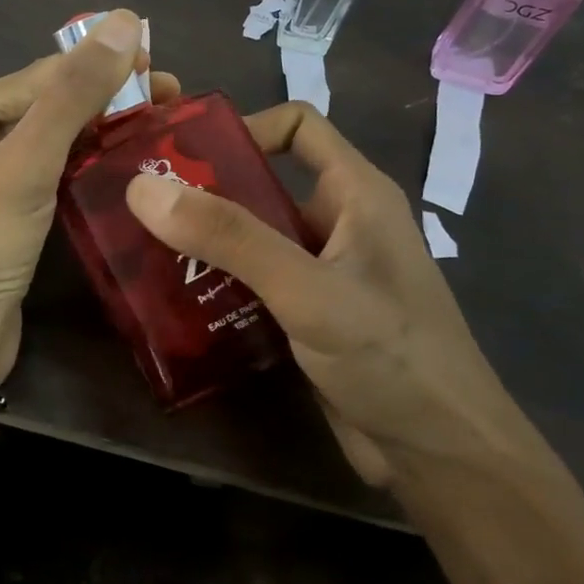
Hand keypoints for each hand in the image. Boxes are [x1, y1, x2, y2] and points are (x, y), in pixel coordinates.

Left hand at [0, 10, 177, 382]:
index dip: (102, 68)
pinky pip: (47, 168)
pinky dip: (85, 160)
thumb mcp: (24, 167)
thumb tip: (124, 20)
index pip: (37, 78)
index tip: (164, 67)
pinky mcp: (0, 205)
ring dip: (101, 128)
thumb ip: (73, 94)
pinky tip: (126, 156)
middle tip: (171, 99)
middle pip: (43, 103)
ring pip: (49, 136)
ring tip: (160, 123)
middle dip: (105, 98)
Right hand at [123, 101, 540, 489]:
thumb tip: (142, 189)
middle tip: (141, 207)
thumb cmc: (390, 357)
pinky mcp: (309, 316)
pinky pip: (254, 282)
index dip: (242, 128)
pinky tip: (177, 300)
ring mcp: (324, 272)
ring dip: (205, 243)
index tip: (183, 158)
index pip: (297, 125)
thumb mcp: (307, 289)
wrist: (442, 458)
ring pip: (253, 236)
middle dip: (204, 191)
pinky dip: (217, 283)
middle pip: (263, 183)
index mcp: (355, 193)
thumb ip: (230, 237)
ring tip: (145, 252)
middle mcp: (339, 223)